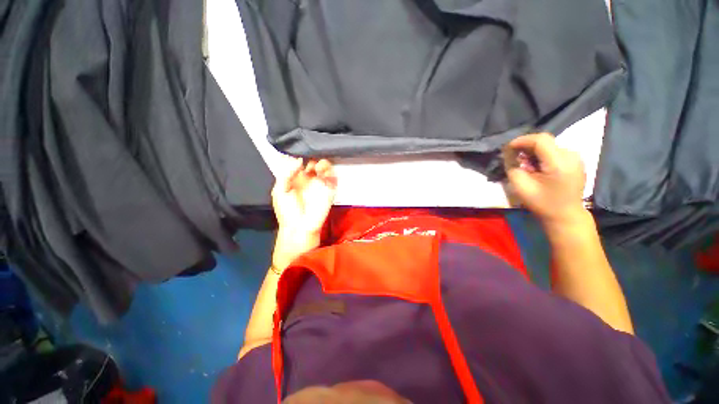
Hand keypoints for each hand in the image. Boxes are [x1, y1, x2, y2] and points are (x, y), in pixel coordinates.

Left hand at [271, 159, 336, 266]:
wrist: (299, 229)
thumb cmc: (286, 211)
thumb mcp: (280, 191)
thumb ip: (286, 174)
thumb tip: (298, 159)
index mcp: (296, 178)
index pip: (301, 161)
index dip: (301, 153)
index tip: (301, 145)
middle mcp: (309, 179)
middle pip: (314, 161)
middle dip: (314, 155)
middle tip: (312, 153)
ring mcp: (320, 184)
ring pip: (325, 168)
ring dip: (323, 163)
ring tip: (318, 165)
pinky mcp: (329, 191)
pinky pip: (333, 179)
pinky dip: (331, 173)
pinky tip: (324, 171)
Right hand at [503, 133, 586, 225]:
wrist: (565, 215)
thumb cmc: (542, 203)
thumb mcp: (521, 187)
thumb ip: (513, 167)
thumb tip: (509, 153)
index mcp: (559, 163)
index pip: (540, 140)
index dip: (522, 140)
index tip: (507, 148)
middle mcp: (571, 156)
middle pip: (545, 141)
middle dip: (526, 147)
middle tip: (514, 158)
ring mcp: (575, 158)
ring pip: (549, 145)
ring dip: (533, 151)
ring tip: (525, 165)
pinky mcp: (575, 161)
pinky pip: (555, 151)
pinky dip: (542, 155)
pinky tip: (536, 167)